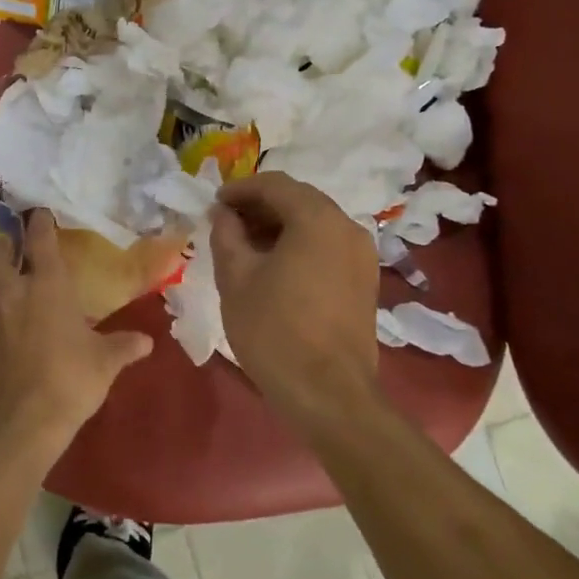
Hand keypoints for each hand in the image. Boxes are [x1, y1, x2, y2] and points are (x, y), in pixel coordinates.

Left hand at [0, 211, 153, 460]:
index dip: (39, 223)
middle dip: (2, 245)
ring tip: (3, 291)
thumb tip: (147, 341)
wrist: (20, 424)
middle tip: (11, 247)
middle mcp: (11, 294)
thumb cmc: (69, 382)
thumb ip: (124, 346)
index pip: (40, 241)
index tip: (39, 213)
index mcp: (47, 287)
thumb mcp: (105, 363)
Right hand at [210, 172, 381, 423]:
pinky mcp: (365, 281)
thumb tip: (223, 214)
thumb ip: (226, 234)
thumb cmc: (274, 329)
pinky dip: (299, 244)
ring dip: (278, 225)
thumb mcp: (235, 277)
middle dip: (259, 206)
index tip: (213, 204)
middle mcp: (347, 227)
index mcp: (317, 219)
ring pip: (314, 223)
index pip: (275, 184)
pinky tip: (273, 267)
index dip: (240, 189)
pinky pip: (327, 246)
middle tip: (226, 223)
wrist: (328, 394)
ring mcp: (362, 255)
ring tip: (244, 246)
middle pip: (299, 200)